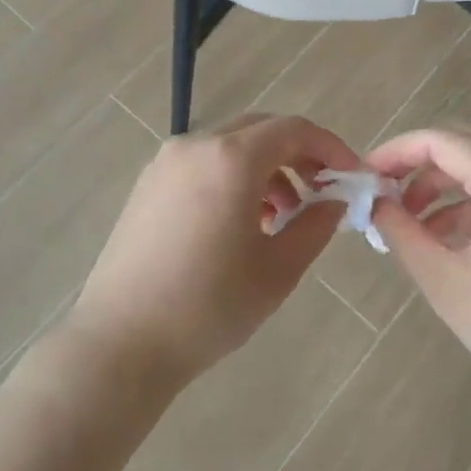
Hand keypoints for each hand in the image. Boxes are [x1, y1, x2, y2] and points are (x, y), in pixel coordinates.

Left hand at [69, 114, 359, 388]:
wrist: (121, 342)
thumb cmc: (208, 306)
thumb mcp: (278, 270)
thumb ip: (315, 225)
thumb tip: (334, 201)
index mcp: (231, 158)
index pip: (293, 129)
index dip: (329, 147)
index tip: (349, 177)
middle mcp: (196, 145)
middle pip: (260, 131)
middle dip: (297, 156)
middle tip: (319, 195)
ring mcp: (165, 163)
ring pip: (230, 147)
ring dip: (264, 170)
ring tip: (280, 218)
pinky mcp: (147, 184)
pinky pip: (202, 165)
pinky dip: (231, 179)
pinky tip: (238, 224)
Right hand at [364, 127, 470, 415]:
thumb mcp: (446, 282)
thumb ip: (403, 233)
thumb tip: (376, 203)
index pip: (442, 142)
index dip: (397, 152)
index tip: (366, 175)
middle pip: (464, 147)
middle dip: (418, 169)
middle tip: (384, 198)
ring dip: (445, 187)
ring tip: (412, 225)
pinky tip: (450, 237)